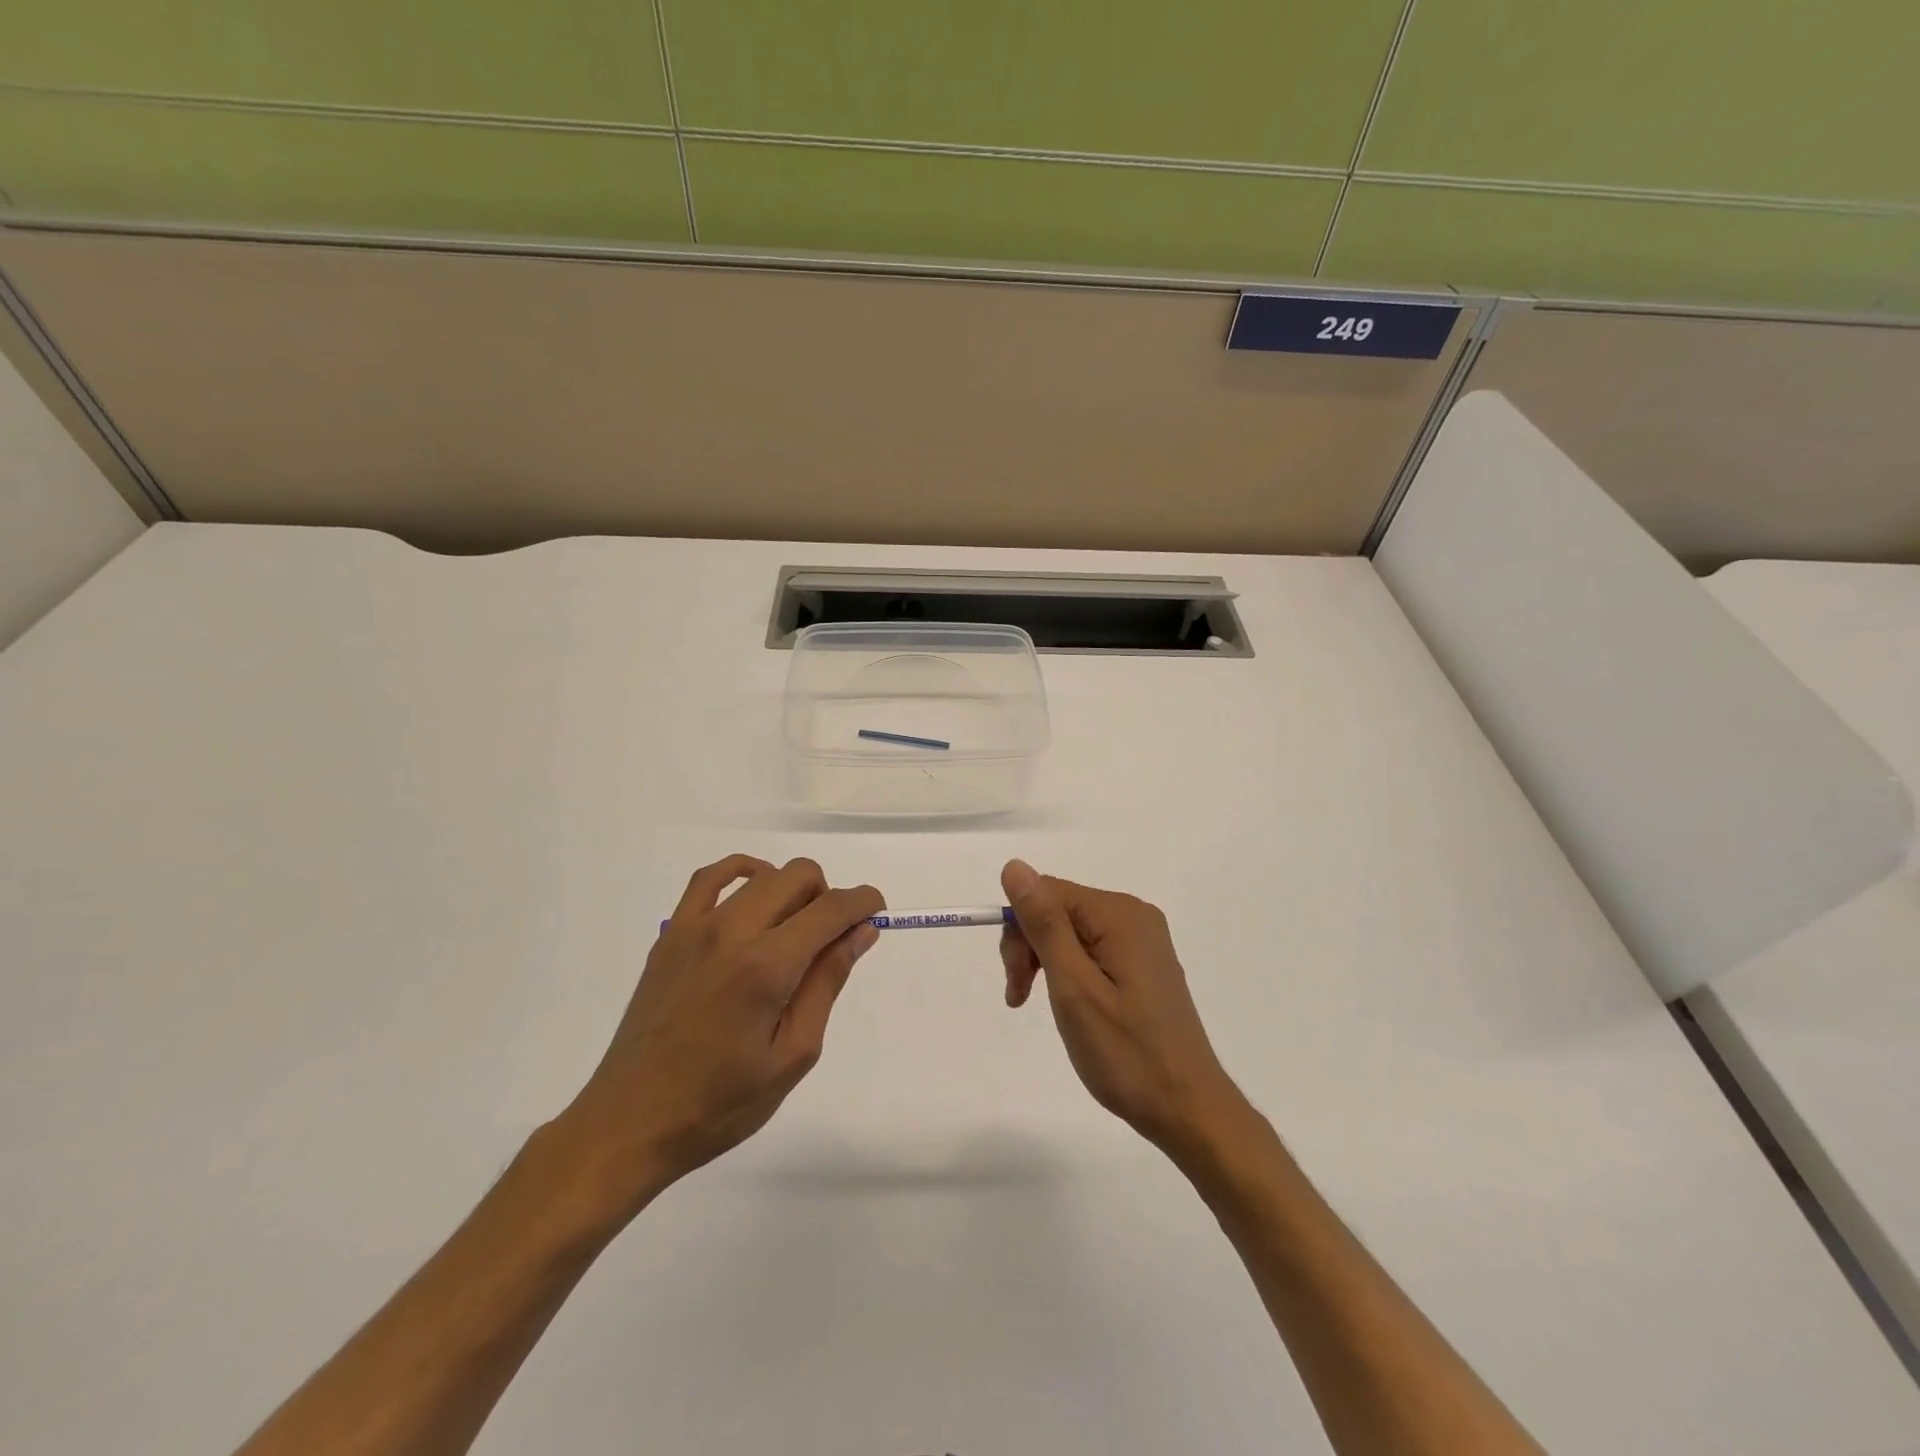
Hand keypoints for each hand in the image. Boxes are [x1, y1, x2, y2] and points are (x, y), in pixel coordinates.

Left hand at [555, 855, 881, 1210]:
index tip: (875, 913)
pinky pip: (709, 878)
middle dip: (828, 896)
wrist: (630, 1123)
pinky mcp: (671, 935)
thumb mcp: (793, 1054)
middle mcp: (732, 932)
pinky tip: (754, 896)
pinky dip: (742, 873)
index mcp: (766, 967)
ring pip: (761, 873)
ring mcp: (695, 928)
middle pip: (798, 876)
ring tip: (792, 930)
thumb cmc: (720, 1103)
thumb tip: (861, 932)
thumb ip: (828, 983)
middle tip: (829, 940)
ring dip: (791, 889)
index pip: (830, 909)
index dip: (863, 902)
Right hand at [1001, 860, 1239, 1149]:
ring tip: (1036, 1005)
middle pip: (1059, 909)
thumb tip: (1014, 866)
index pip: (1047, 893)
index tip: (1015, 980)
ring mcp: (1142, 940)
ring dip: (1045, 961)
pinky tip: (1069, 1004)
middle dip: (1030, 946)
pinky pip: (1092, 948)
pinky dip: (1069, 971)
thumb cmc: (1126, 1054)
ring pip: (1071, 930)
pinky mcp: (1143, 964)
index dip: (1019, 929)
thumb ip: (1045, 924)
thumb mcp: (1074, 988)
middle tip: (1021, 998)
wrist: (1188, 1109)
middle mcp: (1134, 916)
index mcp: (1119, 915)